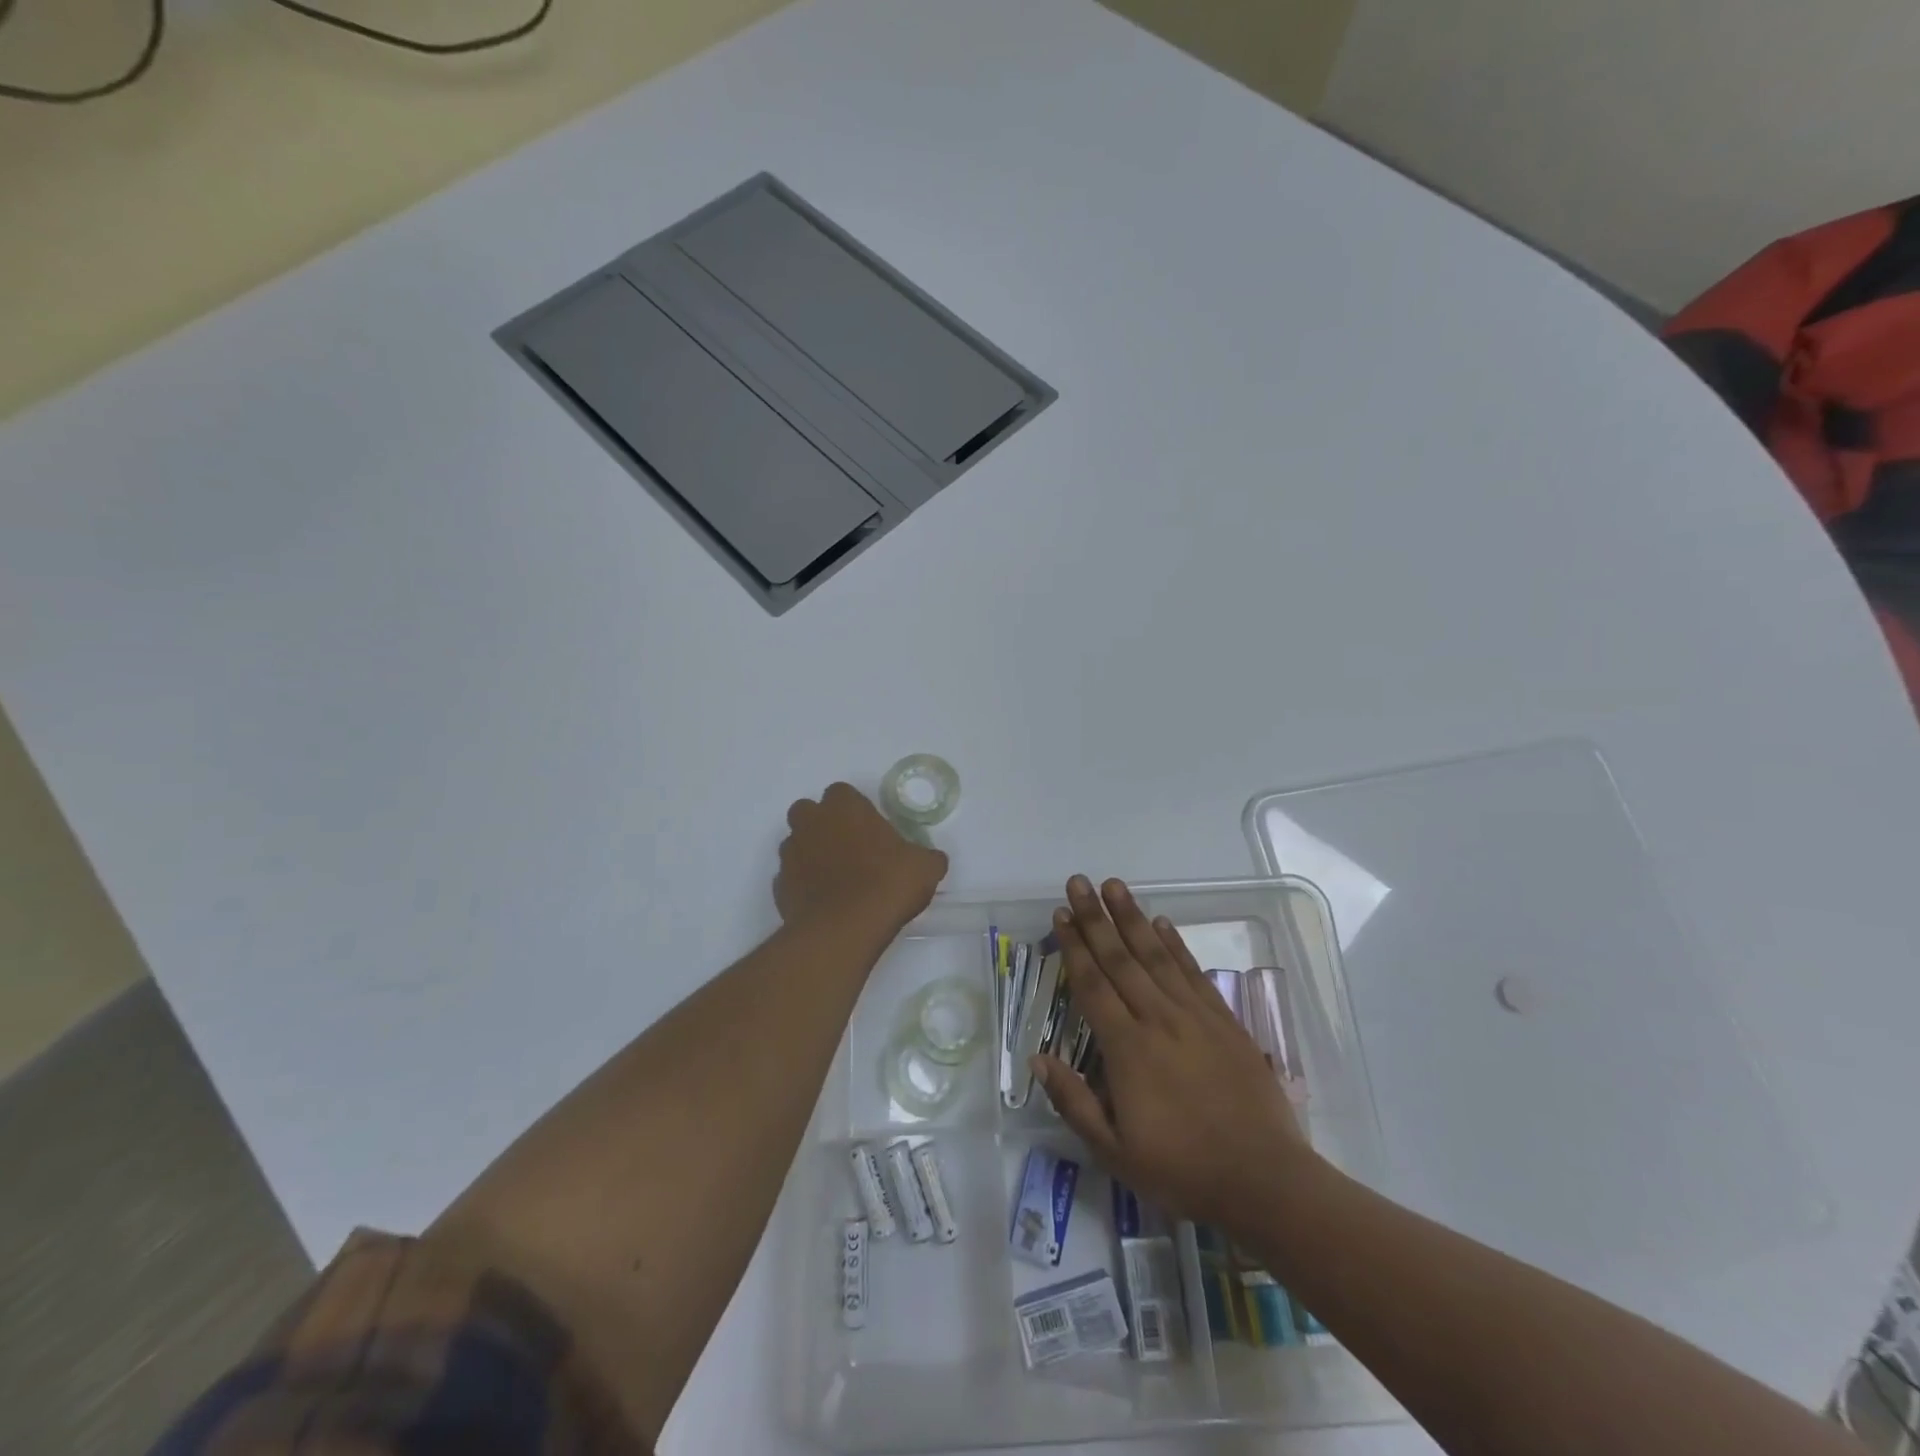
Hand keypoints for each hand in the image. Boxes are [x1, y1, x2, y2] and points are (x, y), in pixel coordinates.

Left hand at [775, 783, 948, 932]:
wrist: (844, 929)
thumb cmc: (887, 884)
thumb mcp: (925, 867)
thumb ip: (926, 857)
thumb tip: (931, 860)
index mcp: (844, 806)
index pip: (843, 793)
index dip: (855, 810)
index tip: (871, 830)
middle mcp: (811, 822)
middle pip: (809, 812)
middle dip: (822, 824)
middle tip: (848, 849)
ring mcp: (790, 854)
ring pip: (795, 844)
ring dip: (810, 854)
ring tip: (835, 879)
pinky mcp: (778, 886)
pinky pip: (790, 878)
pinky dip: (802, 886)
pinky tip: (823, 903)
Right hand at [1033, 876, 1312, 1228]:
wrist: (1264, 1180)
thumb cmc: (1182, 1170)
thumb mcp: (1114, 1152)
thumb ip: (1073, 1101)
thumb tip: (1037, 1059)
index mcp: (1126, 1048)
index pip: (1092, 985)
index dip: (1074, 947)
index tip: (1060, 914)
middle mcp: (1157, 1019)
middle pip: (1120, 958)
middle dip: (1096, 918)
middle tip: (1079, 882)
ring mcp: (1194, 1016)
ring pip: (1156, 955)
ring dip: (1132, 918)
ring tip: (1115, 885)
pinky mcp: (1224, 1021)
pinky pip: (1194, 973)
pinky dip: (1177, 944)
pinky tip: (1163, 923)